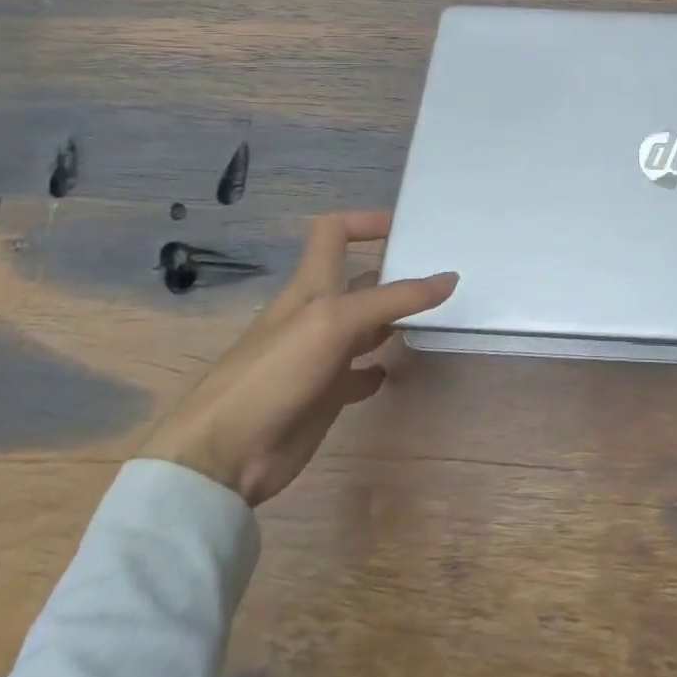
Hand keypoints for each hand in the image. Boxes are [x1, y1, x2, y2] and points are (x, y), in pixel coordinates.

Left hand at [139, 210, 456, 507]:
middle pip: (361, 279)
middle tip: (444, 276)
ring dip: (394, 320)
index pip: (335, 232)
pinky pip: (359, 372)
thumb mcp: (338, 321)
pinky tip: (395, 372)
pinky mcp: (324, 393)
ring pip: (366, 325)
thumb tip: (450, 278)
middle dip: (396, 274)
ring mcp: (321, 354)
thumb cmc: (277, 371)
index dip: (366, 221)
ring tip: (435, 319)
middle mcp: (319, 312)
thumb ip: (395, 298)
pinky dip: (378, 369)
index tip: (408, 229)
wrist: (225, 454)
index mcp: (313, 283)